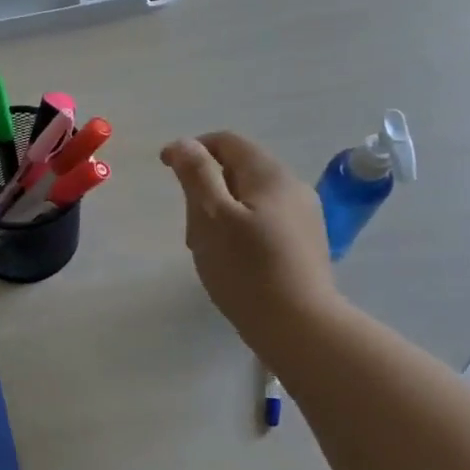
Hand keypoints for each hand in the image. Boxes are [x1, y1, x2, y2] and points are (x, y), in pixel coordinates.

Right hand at [160, 132, 340, 344]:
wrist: (300, 327)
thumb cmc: (247, 270)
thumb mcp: (210, 217)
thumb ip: (196, 174)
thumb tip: (183, 144)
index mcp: (269, 174)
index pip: (226, 142)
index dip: (192, 149)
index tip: (165, 170)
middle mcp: (292, 187)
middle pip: (237, 170)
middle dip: (205, 188)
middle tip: (189, 227)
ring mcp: (303, 216)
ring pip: (249, 198)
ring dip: (220, 212)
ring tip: (208, 249)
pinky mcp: (304, 244)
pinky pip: (263, 221)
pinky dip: (239, 229)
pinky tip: (232, 261)